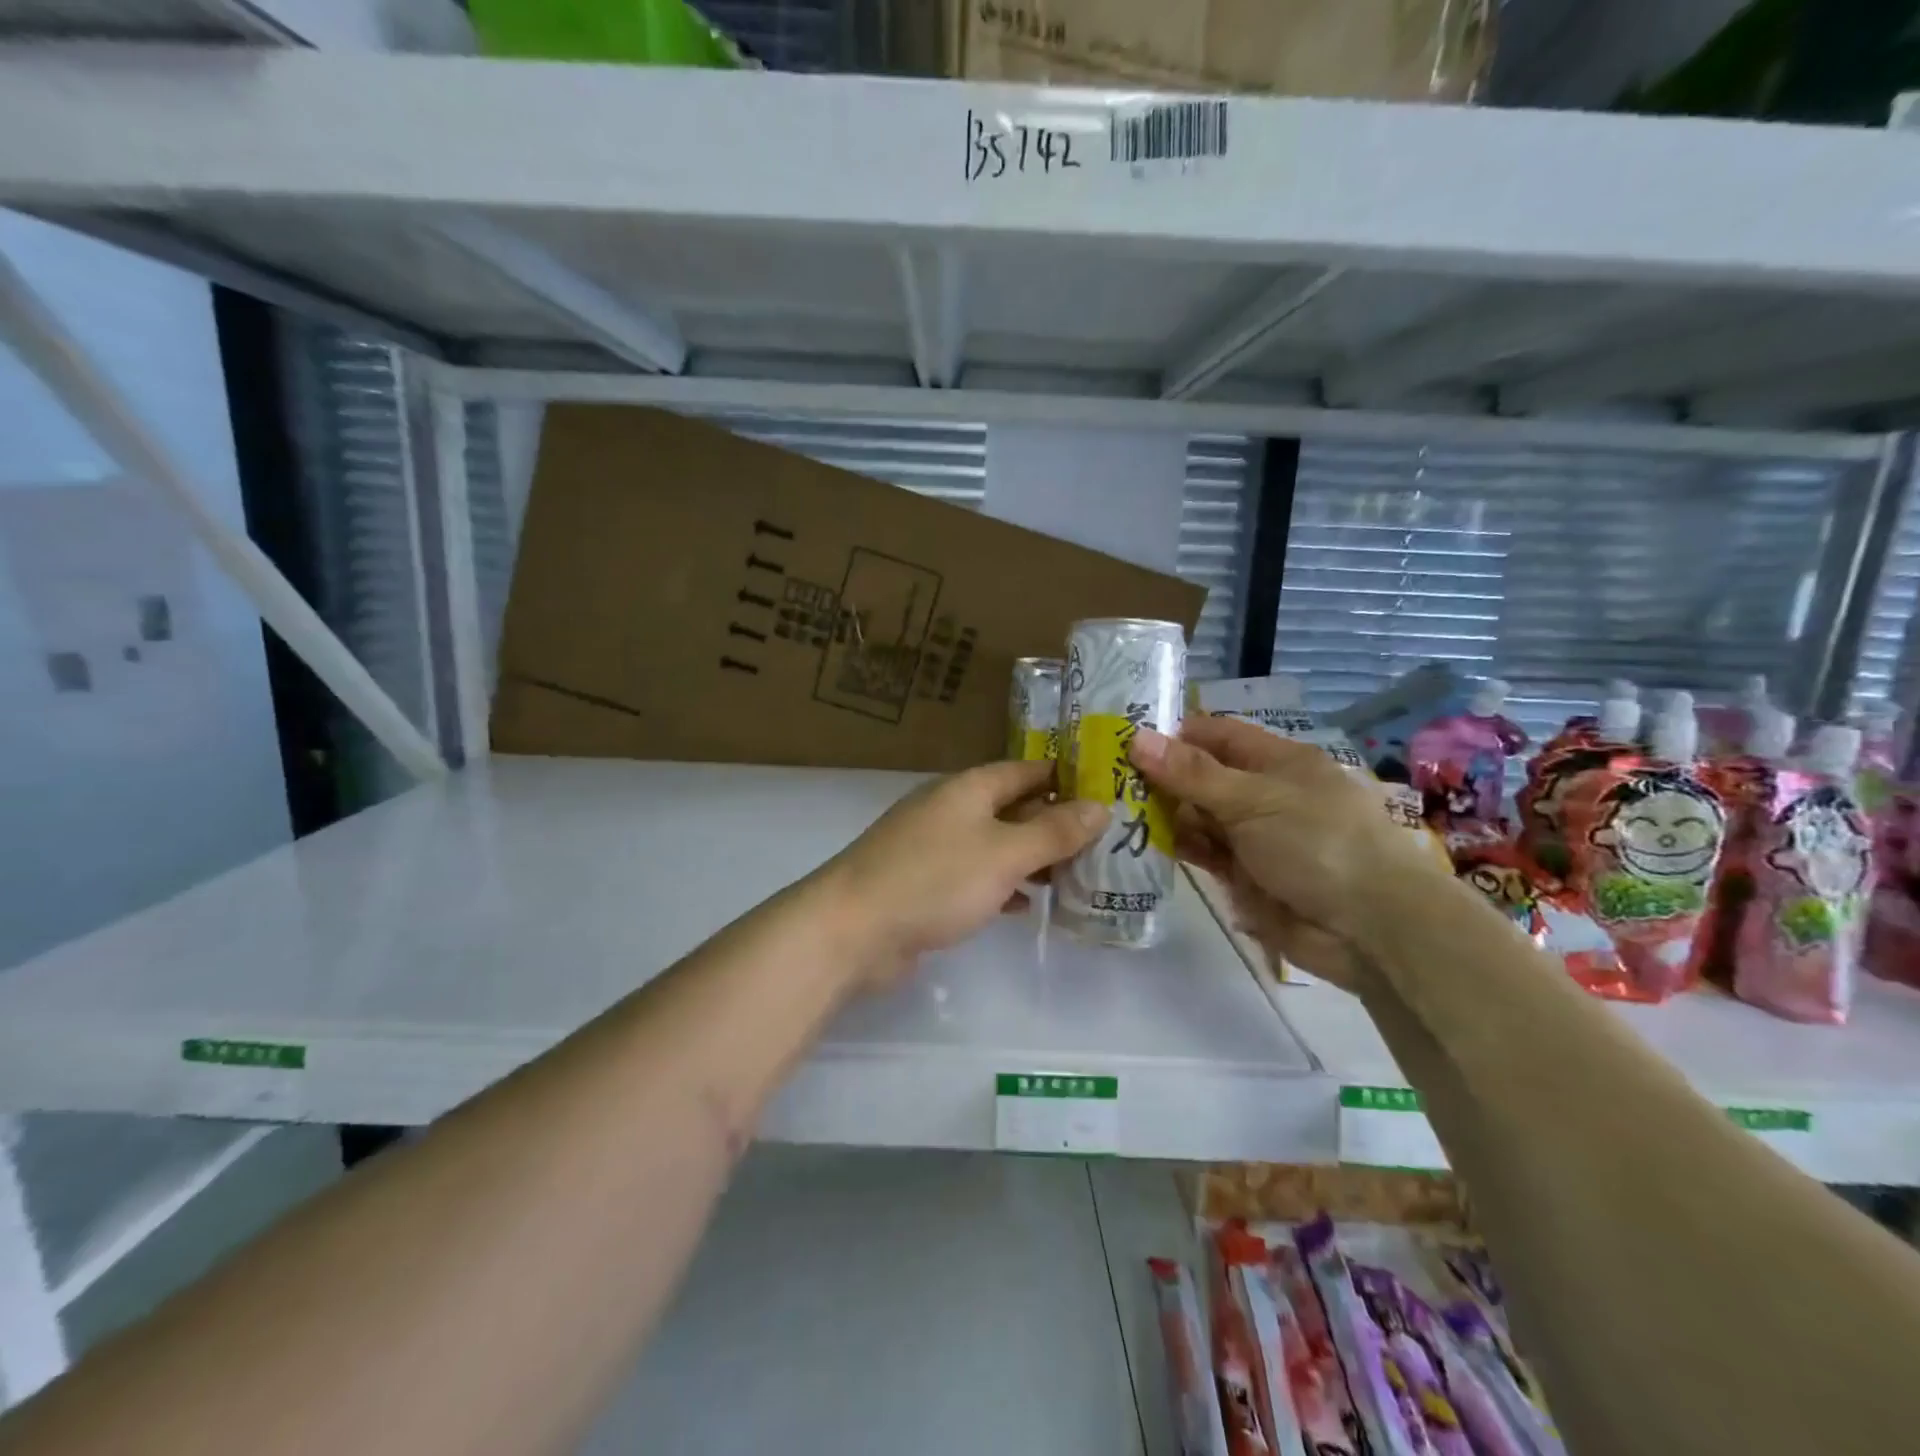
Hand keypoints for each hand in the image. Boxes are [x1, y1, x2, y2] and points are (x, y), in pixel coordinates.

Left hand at [818, 760, 1107, 989]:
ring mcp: (934, 847)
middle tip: (1102, 843)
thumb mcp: (1004, 853)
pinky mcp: (924, 884)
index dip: (1065, 778)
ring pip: (995, 844)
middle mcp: (951, 809)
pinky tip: (1026, 905)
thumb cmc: (935, 880)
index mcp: (969, 788)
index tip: (1106, 793)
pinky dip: (1002, 885)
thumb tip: (1100, 806)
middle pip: (1012, 807)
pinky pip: (975, 876)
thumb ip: (1053, 832)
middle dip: (1053, 823)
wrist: (853, 929)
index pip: (1026, 770)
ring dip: (1030, 858)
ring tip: (1075, 875)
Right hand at [1129, 717, 1438, 989]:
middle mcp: (1262, 793)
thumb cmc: (1317, 843)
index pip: (1215, 735)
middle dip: (1158, 777)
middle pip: (1200, 776)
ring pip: (1197, 816)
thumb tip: (1136, 738)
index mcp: (1276, 761)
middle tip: (1102, 779)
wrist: (1369, 929)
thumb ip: (1192, 774)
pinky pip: (1202, 852)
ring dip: (1162, 814)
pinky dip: (1176, 846)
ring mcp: (1252, 836)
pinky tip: (1139, 843)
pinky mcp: (1244, 874)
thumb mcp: (1253, 799)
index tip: (1121, 739)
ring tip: (1111, 811)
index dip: (1172, 734)